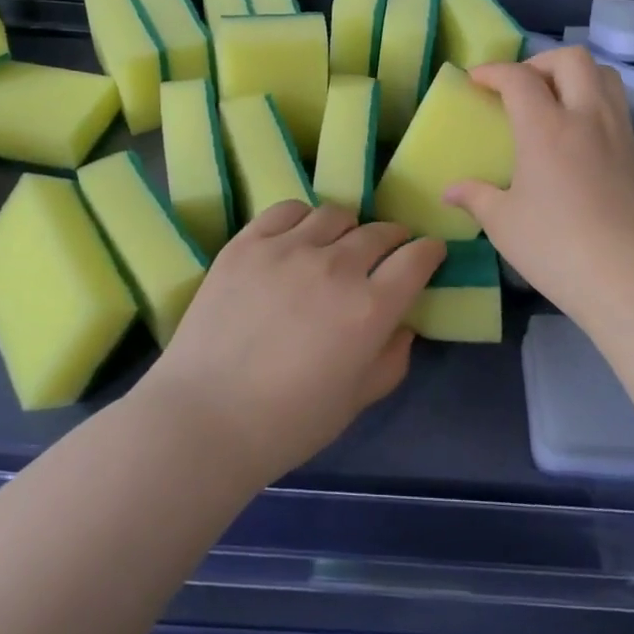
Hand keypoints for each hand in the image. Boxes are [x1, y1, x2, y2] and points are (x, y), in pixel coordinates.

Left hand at [136, 202, 445, 487]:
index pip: (416, 259)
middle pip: (379, 231)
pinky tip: (299, 236)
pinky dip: (303, 218)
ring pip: (335, 214)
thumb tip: (403, 326)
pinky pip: (287, 210)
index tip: (428, 254)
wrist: (203, 419)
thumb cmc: (287, 424)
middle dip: (393, 239)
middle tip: (387, 251)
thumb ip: (392, 359)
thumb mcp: (357, 401)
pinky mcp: (247, 243)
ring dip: (348, 228)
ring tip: (338, 244)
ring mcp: (288, 249)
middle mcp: (336, 267)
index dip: (429, 252)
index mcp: (370, 308)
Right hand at [445, 48, 633, 324]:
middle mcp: (586, 117)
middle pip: (571, 59)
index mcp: (546, 127)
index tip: (475, 79)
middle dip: (540, 62)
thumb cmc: (557, 247)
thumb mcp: (504, 224)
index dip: (493, 71)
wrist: (632, 278)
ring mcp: (619, 133)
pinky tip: (579, 137)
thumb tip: (450, 190)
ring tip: (554, 101)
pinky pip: (617, 106)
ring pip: (604, 75)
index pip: (519, 78)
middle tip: (521, 87)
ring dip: (575, 76)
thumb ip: (476, 197)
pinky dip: (594, 103)